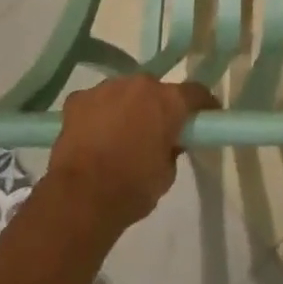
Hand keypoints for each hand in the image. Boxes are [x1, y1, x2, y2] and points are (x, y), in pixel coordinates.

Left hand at [46, 76, 218, 231]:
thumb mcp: (167, 175)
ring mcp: (106, 88)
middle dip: (157, 106)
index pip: (196, 93)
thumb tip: (169, 142)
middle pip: (155, 90)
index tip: (205, 117)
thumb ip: (172, 150)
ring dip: (126, 108)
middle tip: (155, 130)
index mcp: (169, 101)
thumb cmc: (131, 189)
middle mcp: (140, 84)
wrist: (80, 199)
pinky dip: (97, 115)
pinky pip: (95, 102)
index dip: (202, 105)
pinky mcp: (78, 99)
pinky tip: (92, 136)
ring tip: (119, 135)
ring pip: (123, 92)